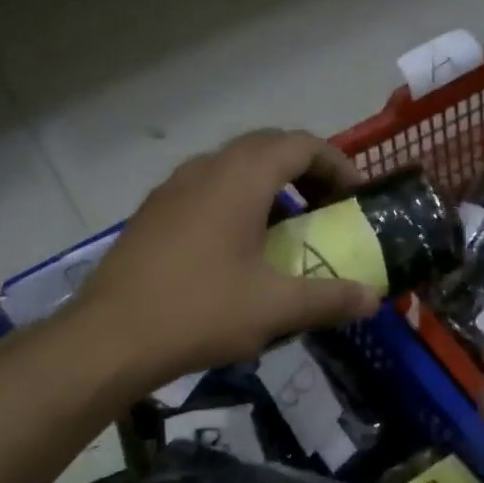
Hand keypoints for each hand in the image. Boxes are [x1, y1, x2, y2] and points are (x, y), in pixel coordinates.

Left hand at [74, 129, 381, 387]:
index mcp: (240, 177)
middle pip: (266, 149)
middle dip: (304, 172)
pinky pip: (205, 191)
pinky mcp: (152, 213)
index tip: (355, 197)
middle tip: (327, 210)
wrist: (110, 338)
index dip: (336, 164)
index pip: (300, 144)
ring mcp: (172, 188)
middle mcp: (205, 168)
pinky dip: (235, 203)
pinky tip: (237, 251)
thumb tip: (372, 299)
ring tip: (286, 230)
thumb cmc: (200, 312)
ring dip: (268, 188)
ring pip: (232, 169)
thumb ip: (330, 299)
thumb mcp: (275, 308)